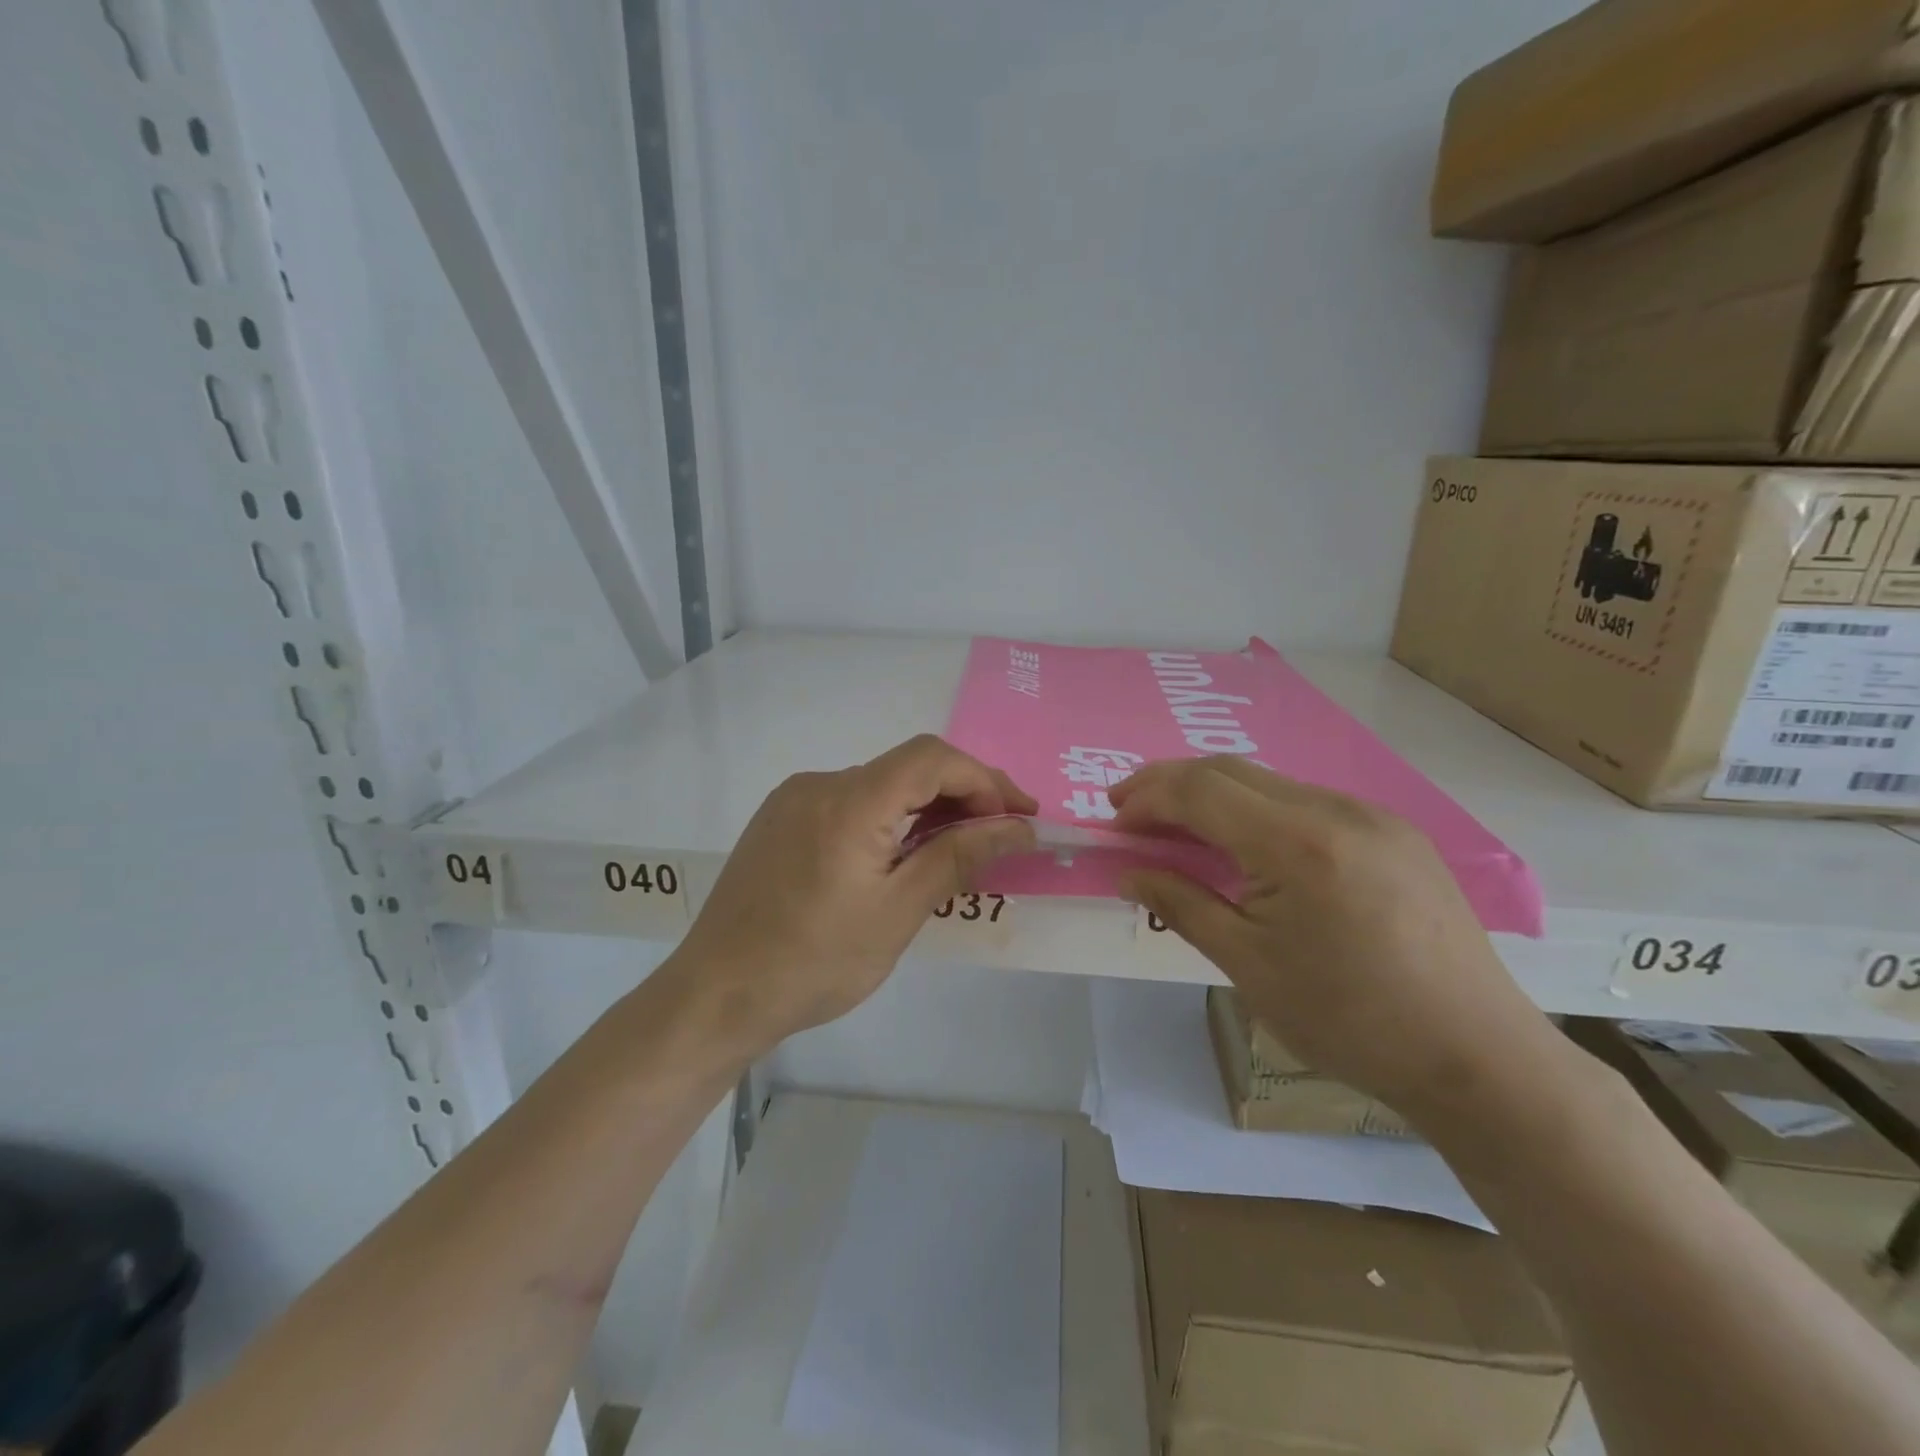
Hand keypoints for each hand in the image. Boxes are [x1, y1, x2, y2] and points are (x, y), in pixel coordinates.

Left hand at [664, 735, 1036, 1056]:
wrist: (716, 995)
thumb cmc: (815, 962)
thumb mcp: (898, 913)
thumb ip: (959, 858)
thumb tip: (1017, 828)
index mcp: (851, 802)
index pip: (933, 758)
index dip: (984, 778)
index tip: (1019, 816)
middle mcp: (820, 784)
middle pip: (907, 767)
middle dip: (962, 792)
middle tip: (1001, 833)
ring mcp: (794, 799)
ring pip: (879, 785)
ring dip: (925, 806)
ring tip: (958, 848)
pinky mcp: (779, 819)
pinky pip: (848, 802)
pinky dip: (888, 817)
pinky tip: (900, 855)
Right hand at [1111, 757, 1555, 1121]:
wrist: (1477, 1057)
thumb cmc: (1349, 1020)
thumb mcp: (1248, 965)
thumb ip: (1182, 904)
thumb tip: (1129, 872)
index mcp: (1297, 842)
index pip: (1199, 789)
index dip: (1147, 798)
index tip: (1113, 822)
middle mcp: (1336, 809)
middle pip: (1230, 771)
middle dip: (1171, 786)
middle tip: (1132, 816)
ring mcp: (1372, 815)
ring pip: (1269, 783)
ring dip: (1214, 797)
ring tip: (1182, 834)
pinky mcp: (1394, 833)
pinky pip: (1306, 803)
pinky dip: (1258, 812)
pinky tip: (1248, 849)